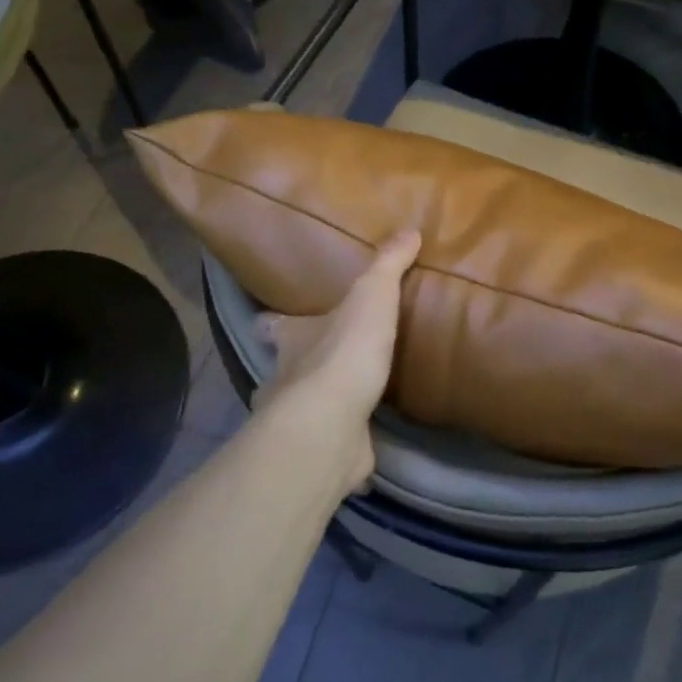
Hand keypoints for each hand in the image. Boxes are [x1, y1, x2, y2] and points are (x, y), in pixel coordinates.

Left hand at [252, 231, 420, 492]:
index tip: (279, 321)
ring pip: (304, 407)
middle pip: (285, 367)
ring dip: (322, 403)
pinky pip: (331, 443)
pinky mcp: (320, 451)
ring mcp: (300, 418)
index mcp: (292, 338)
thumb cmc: (344, 351)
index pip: (271, 326)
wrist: (332, 423)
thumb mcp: (371, 296)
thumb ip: (387, 265)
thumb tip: (409, 230)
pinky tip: (365, 439)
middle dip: (302, 364)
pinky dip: (344, 440)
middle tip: (329, 360)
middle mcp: (285, 377)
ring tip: (351, 398)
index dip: (275, 323)